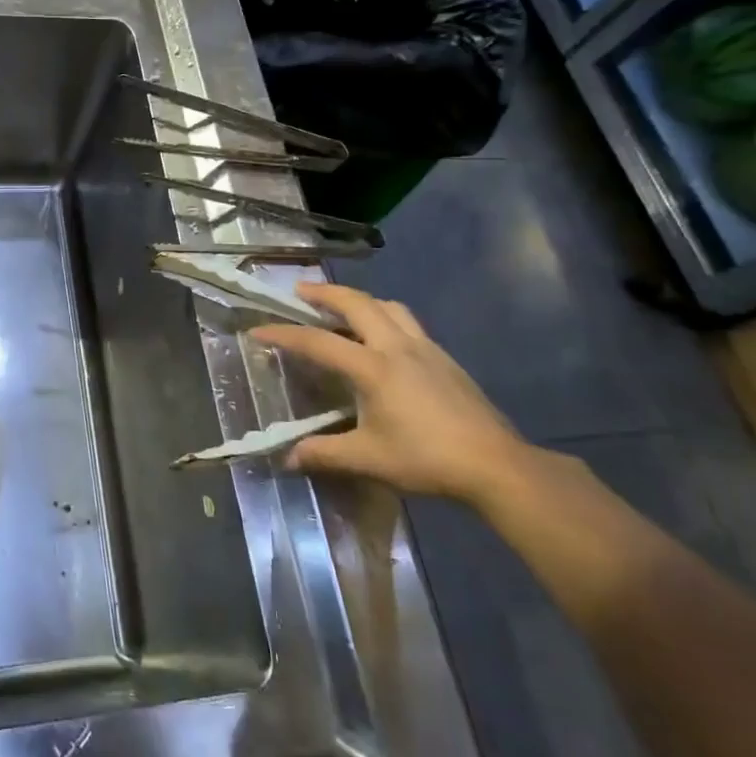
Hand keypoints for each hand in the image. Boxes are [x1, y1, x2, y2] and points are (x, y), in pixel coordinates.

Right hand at [253, 282, 531, 505]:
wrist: (497, 465)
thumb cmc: (428, 459)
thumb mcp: (369, 459)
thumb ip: (325, 454)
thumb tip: (288, 459)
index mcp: (373, 368)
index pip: (318, 342)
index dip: (284, 334)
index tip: (258, 330)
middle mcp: (397, 347)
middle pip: (357, 303)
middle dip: (324, 293)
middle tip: (299, 291)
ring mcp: (425, 349)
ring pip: (387, 307)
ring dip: (359, 300)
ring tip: (342, 309)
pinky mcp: (444, 358)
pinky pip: (407, 322)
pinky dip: (384, 317)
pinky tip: (383, 341)